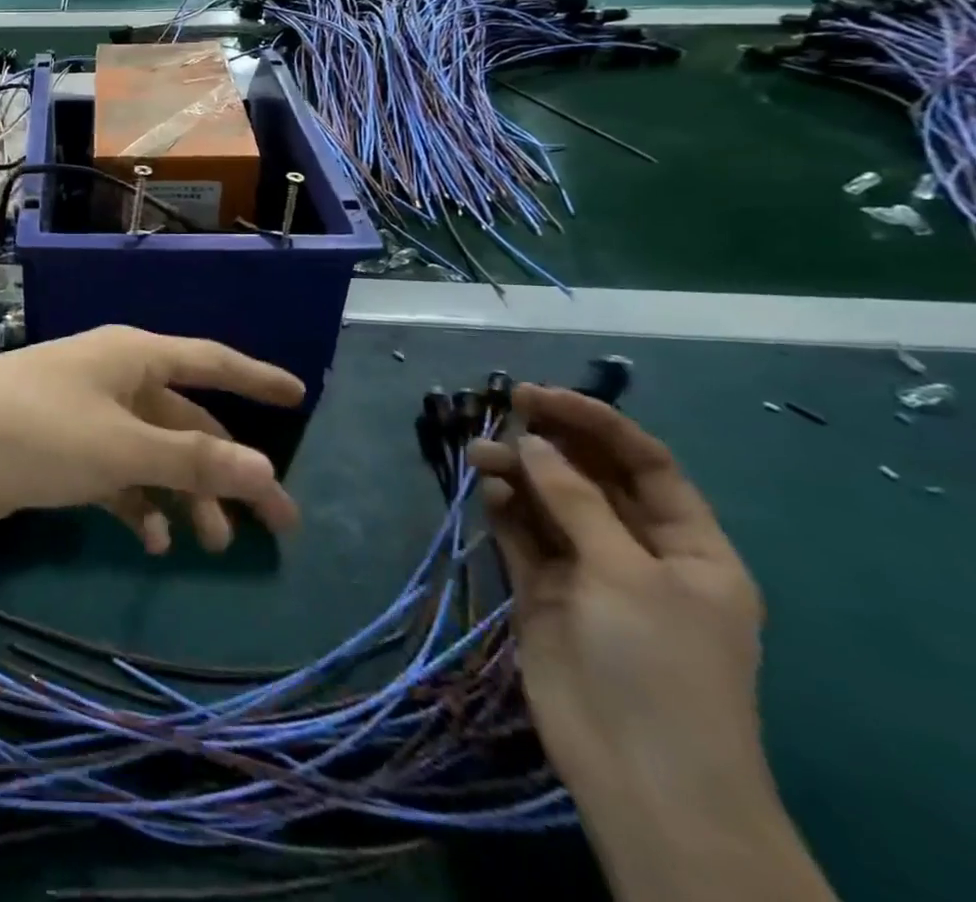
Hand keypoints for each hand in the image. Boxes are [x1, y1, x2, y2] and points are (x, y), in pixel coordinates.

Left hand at [0, 326, 303, 550]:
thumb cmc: (35, 430)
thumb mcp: (120, 447)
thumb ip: (190, 461)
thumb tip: (265, 470)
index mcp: (132, 357)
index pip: (209, 361)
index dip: (255, 378)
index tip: (298, 396)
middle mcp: (113, 378)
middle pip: (186, 422)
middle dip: (227, 469)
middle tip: (274, 525)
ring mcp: (84, 415)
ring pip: (152, 453)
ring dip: (183, 494)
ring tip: (210, 544)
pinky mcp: (59, 451)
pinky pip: (115, 475)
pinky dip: (137, 503)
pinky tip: (151, 539)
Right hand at [467, 387, 767, 818]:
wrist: (639, 772)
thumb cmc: (659, 664)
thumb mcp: (629, 573)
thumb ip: (574, 500)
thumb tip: (530, 442)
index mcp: (689, 547)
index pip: (644, 464)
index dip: (595, 423)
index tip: (539, 396)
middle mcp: (638, 551)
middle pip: (591, 478)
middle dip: (550, 443)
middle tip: (502, 411)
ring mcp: (587, 572)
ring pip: (549, 502)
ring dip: (518, 473)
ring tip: (480, 455)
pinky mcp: (543, 591)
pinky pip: (522, 536)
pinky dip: (505, 509)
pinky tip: (487, 492)